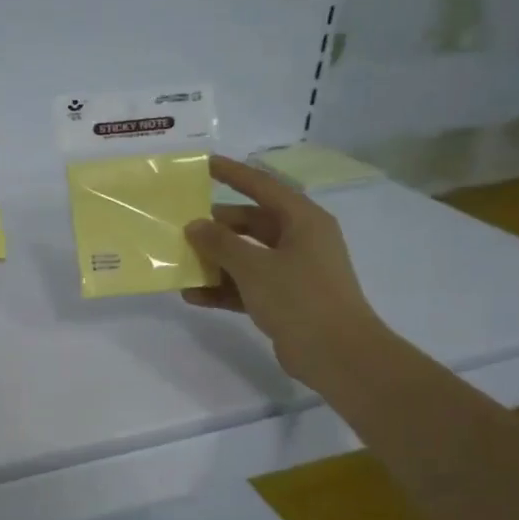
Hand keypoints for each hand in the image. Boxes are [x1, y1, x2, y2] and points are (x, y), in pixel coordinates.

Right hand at [181, 154, 380, 389]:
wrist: (337, 354)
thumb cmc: (299, 298)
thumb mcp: (254, 266)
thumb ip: (220, 243)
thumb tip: (195, 225)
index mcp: (303, 220)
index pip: (262, 186)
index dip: (233, 174)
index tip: (203, 164)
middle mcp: (301, 240)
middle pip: (251, 223)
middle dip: (216, 226)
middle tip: (181, 225)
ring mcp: (294, 271)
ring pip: (247, 256)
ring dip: (216, 260)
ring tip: (180, 261)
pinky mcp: (286, 299)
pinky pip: (248, 285)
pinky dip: (224, 288)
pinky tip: (193, 295)